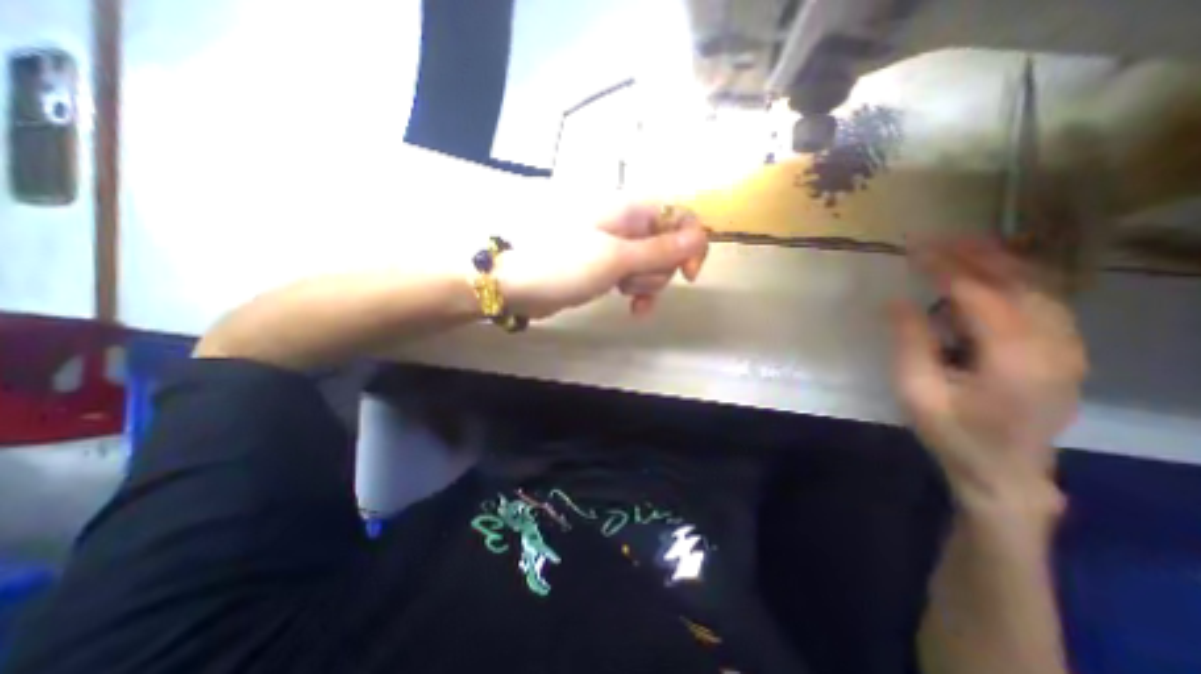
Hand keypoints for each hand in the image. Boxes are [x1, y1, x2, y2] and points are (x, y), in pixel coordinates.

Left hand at [493, 200, 705, 318]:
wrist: (520, 285)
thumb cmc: (565, 265)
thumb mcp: (616, 259)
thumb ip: (660, 249)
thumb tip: (700, 236)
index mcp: (631, 210)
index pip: (681, 216)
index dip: (691, 243)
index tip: (688, 273)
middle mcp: (628, 225)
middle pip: (669, 246)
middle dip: (659, 270)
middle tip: (632, 279)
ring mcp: (618, 248)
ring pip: (653, 266)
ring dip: (646, 284)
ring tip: (622, 290)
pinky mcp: (609, 268)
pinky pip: (637, 279)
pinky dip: (639, 293)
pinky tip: (634, 309)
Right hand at [891, 243, 1090, 516]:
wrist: (1004, 472)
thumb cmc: (952, 434)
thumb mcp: (916, 392)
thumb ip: (909, 343)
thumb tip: (897, 300)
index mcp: (1014, 359)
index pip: (979, 295)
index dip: (945, 267)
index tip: (913, 248)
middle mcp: (1054, 346)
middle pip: (1019, 282)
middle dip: (975, 253)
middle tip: (935, 236)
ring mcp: (1068, 348)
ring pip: (1039, 287)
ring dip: (998, 261)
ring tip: (958, 245)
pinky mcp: (1065, 351)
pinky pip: (1043, 301)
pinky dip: (1014, 279)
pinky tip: (986, 274)